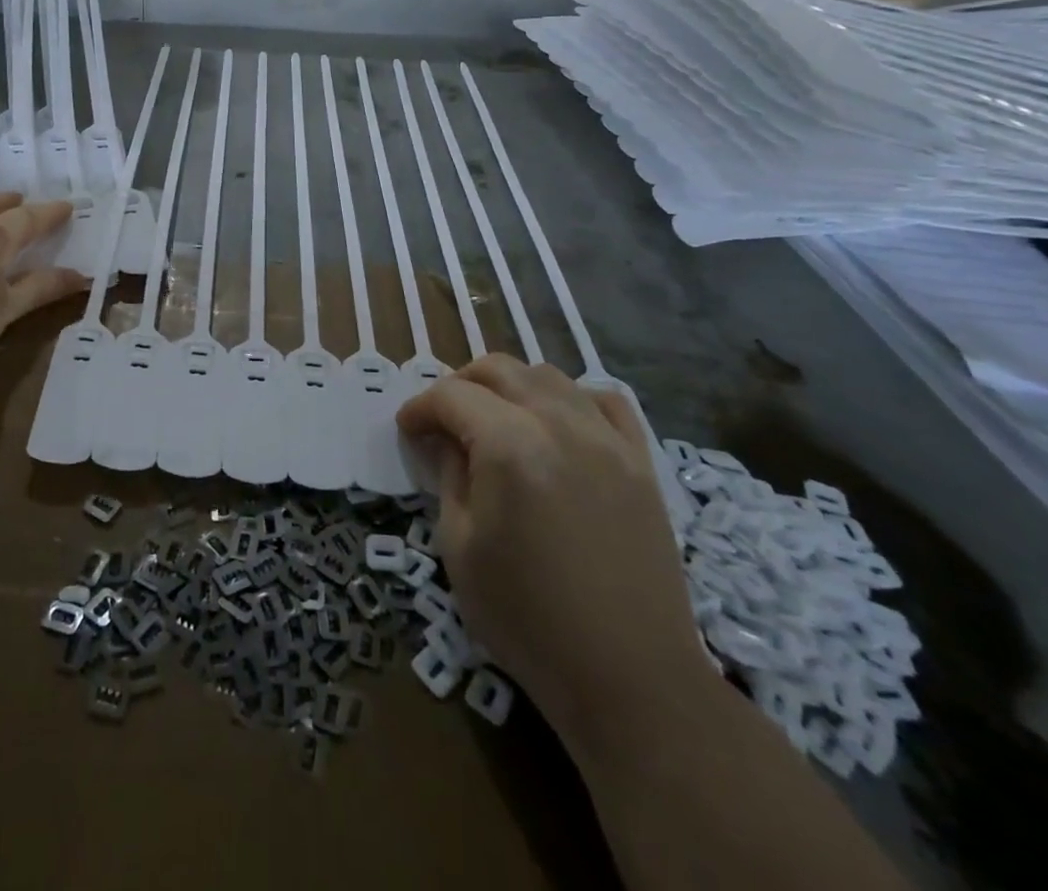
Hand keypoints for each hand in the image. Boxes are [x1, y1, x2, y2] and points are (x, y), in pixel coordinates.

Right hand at [396, 354, 709, 747]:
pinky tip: (558, 424)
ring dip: (511, 385)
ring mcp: (608, 440)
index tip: (407, 430)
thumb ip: (449, 476)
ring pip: (549, 376)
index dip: (420, 408)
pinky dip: (572, 398)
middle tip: (443, 419)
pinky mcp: (641, 463)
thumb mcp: (460, 547)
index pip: (451, 396)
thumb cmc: (527, 618)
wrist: (630, 678)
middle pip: (499, 370)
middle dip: (460, 384)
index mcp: (510, 446)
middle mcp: (560, 425)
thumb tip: (445, 439)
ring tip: (495, 418)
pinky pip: (605, 402)